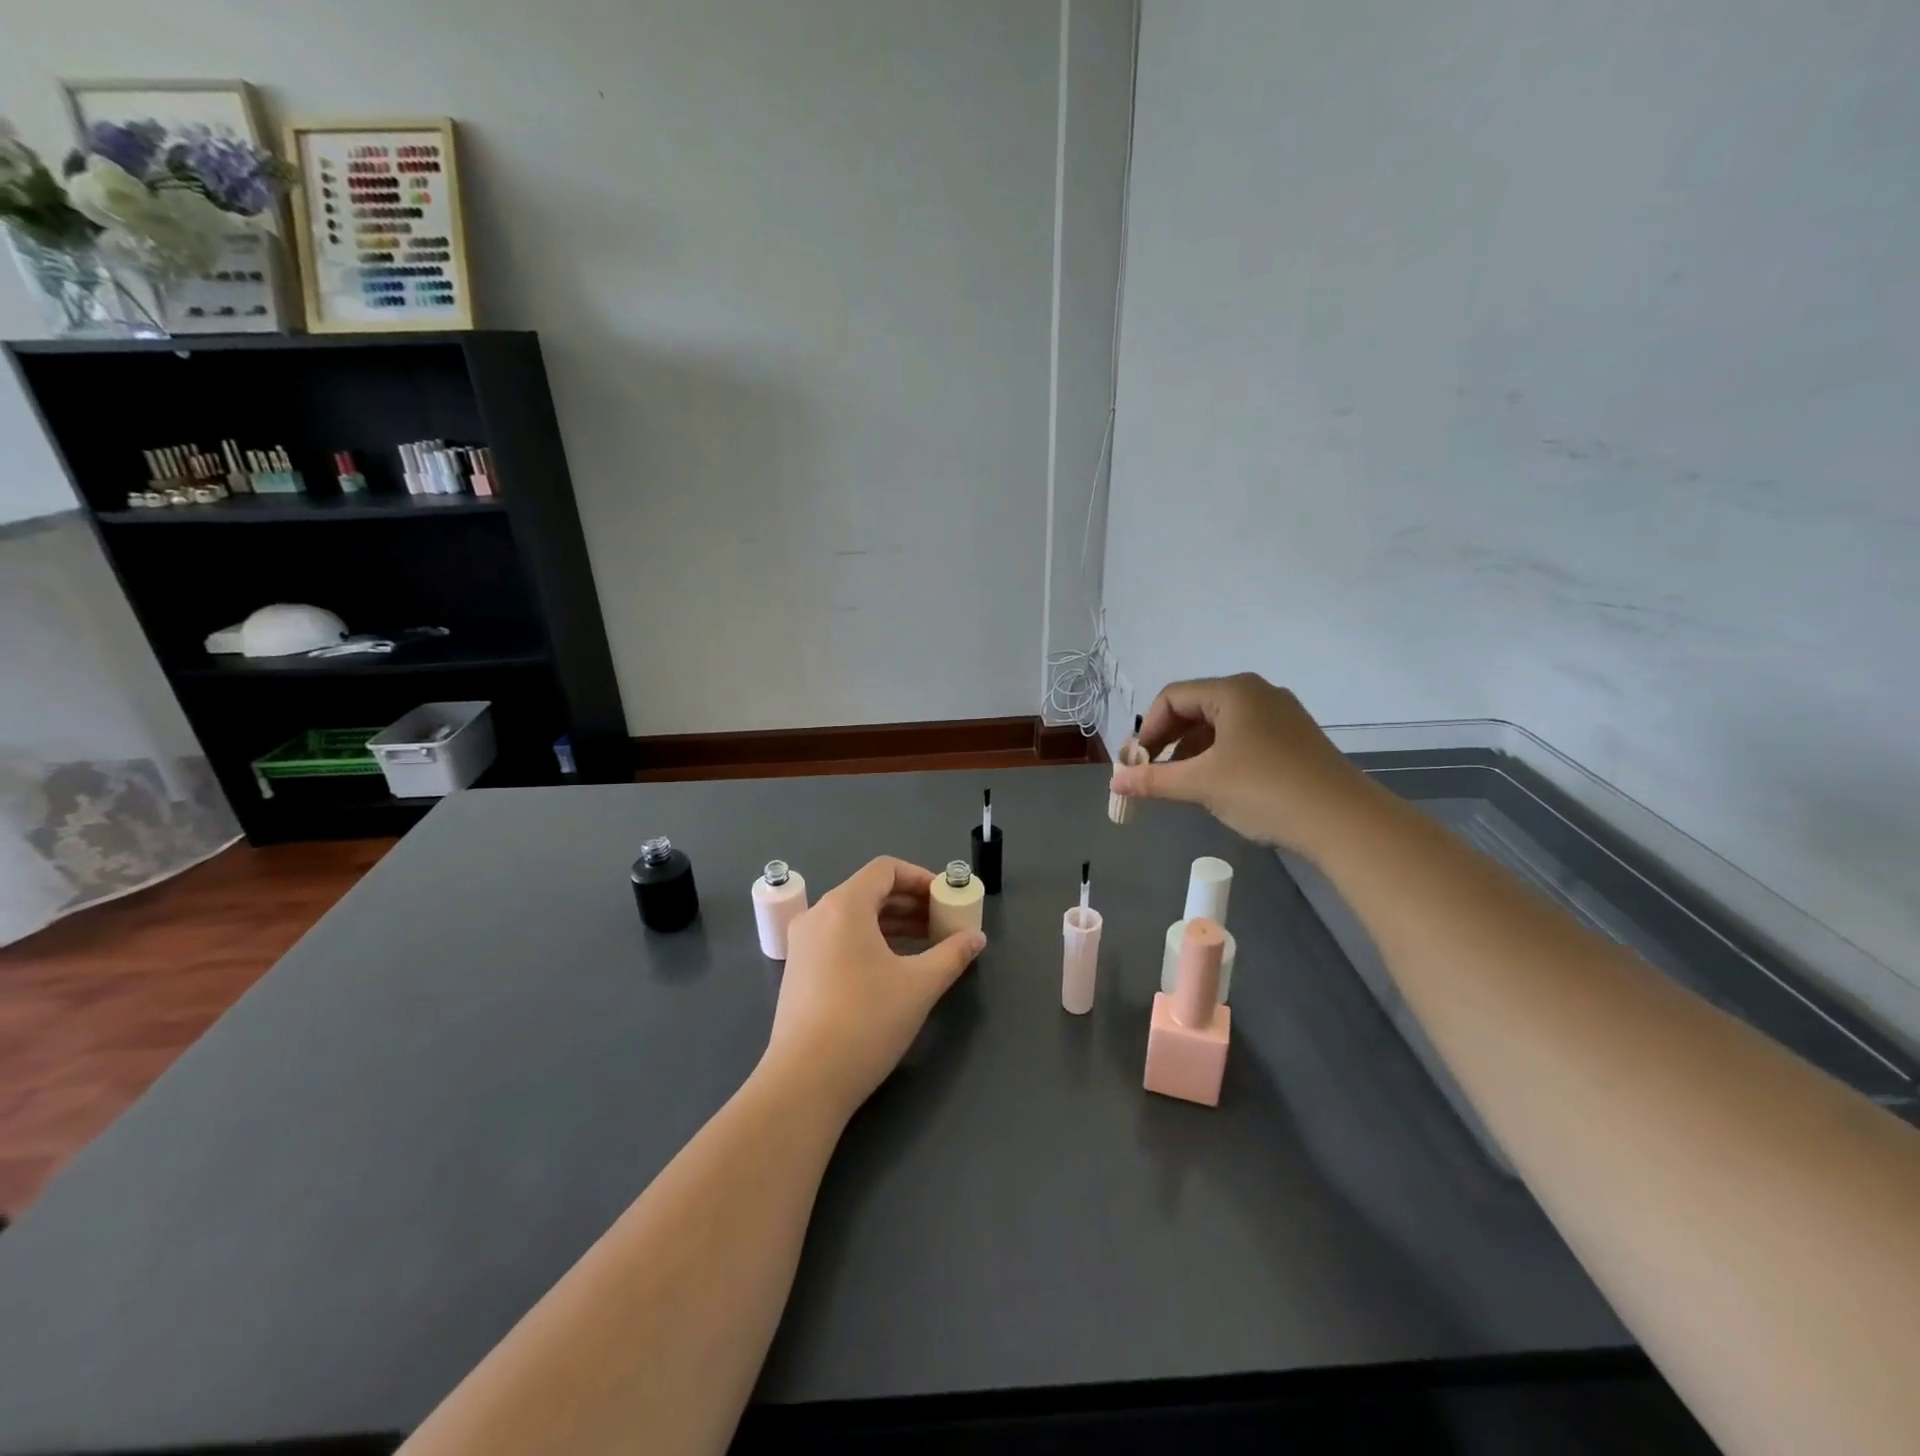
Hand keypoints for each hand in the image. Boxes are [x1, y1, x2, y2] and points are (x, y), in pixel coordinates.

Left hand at [761, 857, 986, 1119]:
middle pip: (870, 891)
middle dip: (910, 903)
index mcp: (844, 906)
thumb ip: (952, 954)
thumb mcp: (919, 985)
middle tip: (942, 923)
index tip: (946, 899)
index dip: (920, 878)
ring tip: (926, 945)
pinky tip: (893, 969)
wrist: (805, 1081)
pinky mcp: (799, 972)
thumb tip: (976, 938)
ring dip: (892, 924)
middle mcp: (818, 915)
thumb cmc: (866, 1021)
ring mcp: (803, 945)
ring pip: (854, 918)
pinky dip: (870, 942)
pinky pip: (839, 939)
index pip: (885, 869)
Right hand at [1108, 673, 1374, 851]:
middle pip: (1195, 707)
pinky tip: (1217, 784)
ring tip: (1181, 782)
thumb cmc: (1264, 790)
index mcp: (1233, 691)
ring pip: (1220, 724)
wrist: (1343, 820)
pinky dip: (1219, 756)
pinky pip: (1243, 737)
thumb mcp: (1201, 784)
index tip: (1136, 764)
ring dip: (1192, 750)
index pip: (1172, 697)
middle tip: (1152, 772)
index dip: (1147, 730)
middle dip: (1168, 740)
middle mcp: (1257, 693)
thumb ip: (1153, 780)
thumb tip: (1115, 781)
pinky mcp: (1294, 739)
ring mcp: (1280, 715)